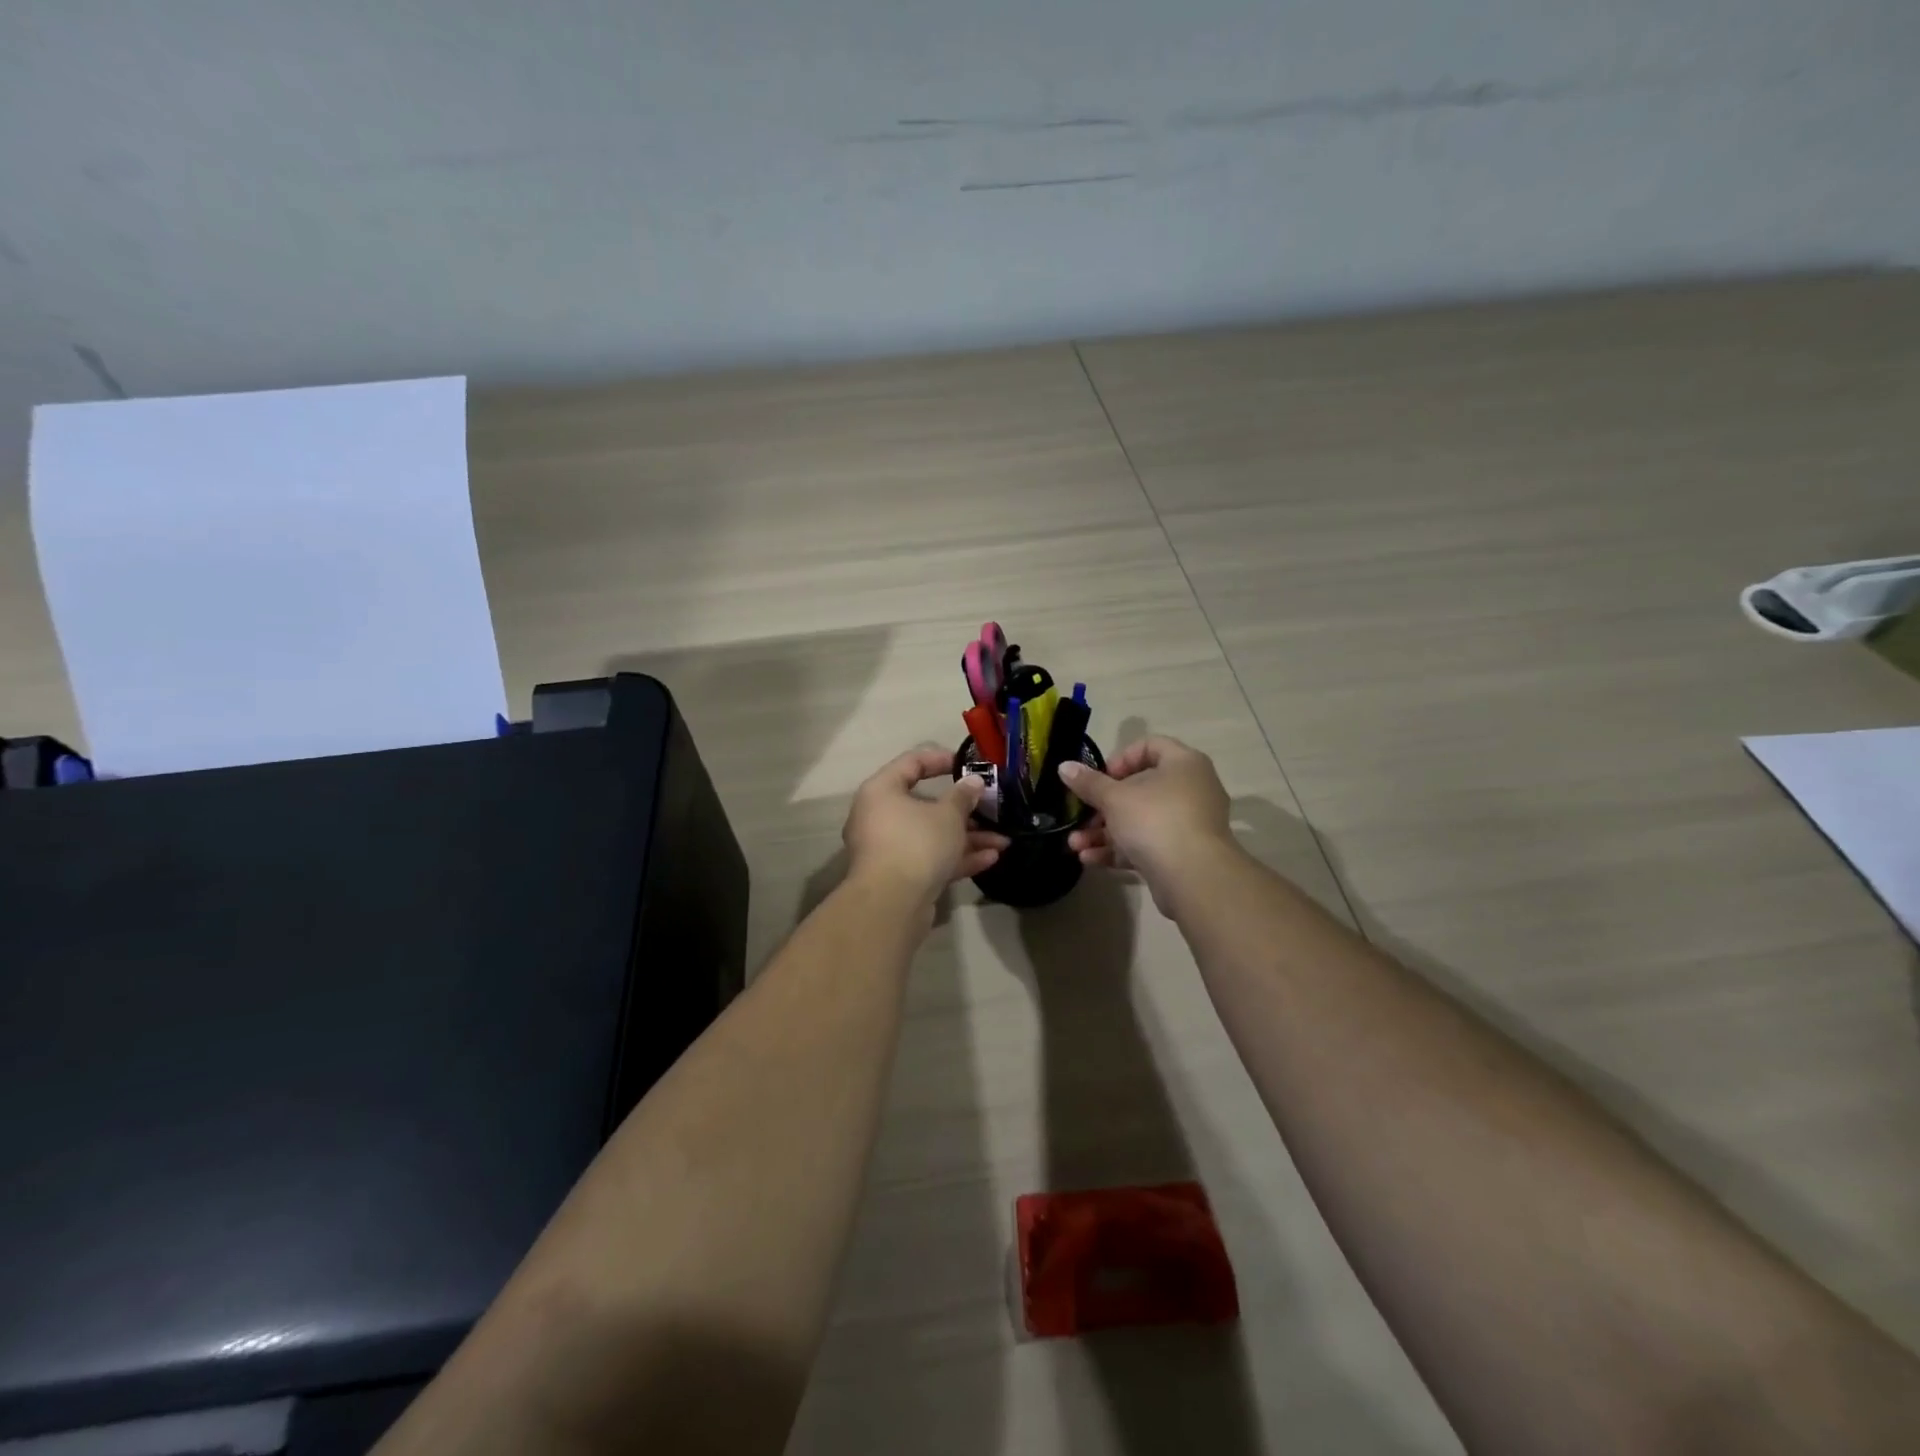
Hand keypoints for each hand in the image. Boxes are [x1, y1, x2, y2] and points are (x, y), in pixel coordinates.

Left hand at [844, 747, 1009, 904]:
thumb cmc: (917, 843)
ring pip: (931, 836)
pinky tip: (990, 859)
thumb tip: (973, 782)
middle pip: (925, 805)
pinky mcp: (899, 877)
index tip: (968, 765)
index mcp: (882, 791)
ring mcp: (888, 849)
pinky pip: (929, 859)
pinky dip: (957, 858)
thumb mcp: (948, 815)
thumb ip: (963, 796)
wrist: (891, 904)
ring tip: (1003, 841)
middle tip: (991, 809)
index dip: (941, 759)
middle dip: (964, 810)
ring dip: (967, 838)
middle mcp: (879, 817)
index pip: (911, 763)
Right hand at [1060, 736, 1236, 913]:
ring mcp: (1188, 824)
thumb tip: (1064, 766)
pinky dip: (1119, 849)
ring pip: (1139, 821)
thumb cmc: (1155, 820)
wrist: (1194, 877)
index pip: (1150, 746)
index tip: (1099, 779)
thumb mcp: (1114, 798)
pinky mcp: (1182, 854)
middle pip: (1140, 789)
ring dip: (1103, 832)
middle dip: (1102, 807)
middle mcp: (1191, 789)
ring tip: (1074, 845)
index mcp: (1183, 764)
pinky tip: (1089, 859)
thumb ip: (1088, 783)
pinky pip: (1146, 844)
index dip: (1120, 759)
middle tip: (1081, 817)